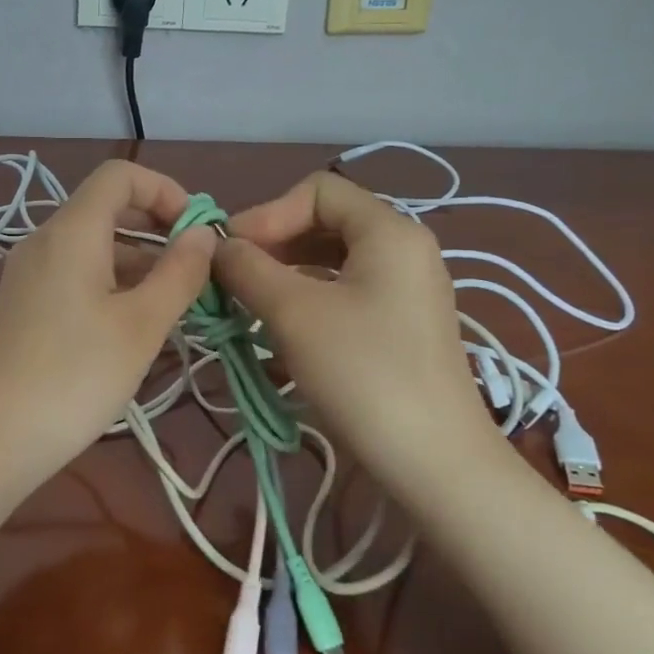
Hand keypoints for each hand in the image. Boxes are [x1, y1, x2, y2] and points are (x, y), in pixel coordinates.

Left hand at [0, 160, 216, 480]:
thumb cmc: (76, 377)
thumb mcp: (142, 325)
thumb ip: (179, 273)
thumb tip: (204, 234)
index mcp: (71, 232)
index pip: (120, 175)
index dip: (165, 190)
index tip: (197, 232)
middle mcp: (43, 240)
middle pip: (106, 208)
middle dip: (157, 228)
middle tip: (195, 269)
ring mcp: (27, 273)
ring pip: (92, 245)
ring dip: (137, 260)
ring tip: (175, 304)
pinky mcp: (22, 303)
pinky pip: (74, 273)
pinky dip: (110, 281)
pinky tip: (133, 323)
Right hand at [214, 171, 494, 477]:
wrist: (435, 462)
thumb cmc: (363, 373)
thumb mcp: (293, 313)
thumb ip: (249, 268)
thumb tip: (218, 246)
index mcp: (389, 230)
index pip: (318, 190)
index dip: (268, 212)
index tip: (232, 252)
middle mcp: (404, 250)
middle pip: (326, 223)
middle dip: (273, 244)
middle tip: (233, 279)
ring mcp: (407, 290)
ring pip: (332, 262)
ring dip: (285, 275)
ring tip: (248, 305)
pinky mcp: (402, 327)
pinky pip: (345, 294)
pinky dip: (308, 302)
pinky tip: (279, 333)